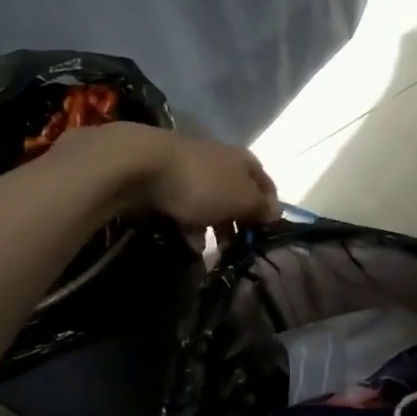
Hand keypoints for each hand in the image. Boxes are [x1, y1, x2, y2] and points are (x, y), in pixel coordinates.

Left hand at [61, 123, 280, 231]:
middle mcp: (220, 161)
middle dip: (238, 224)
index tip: (266, 236)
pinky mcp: (164, 182)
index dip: (269, 210)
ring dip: (213, 229)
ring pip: (210, 204)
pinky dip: (189, 226)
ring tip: (211, 254)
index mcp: (244, 161)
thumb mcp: (241, 199)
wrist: (141, 166)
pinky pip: (184, 208)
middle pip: (237, 196)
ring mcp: (190, 170)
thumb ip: (260, 207)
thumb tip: (275, 212)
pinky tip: (188, 245)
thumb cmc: (202, 184)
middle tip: (237, 250)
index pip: (266, 186)